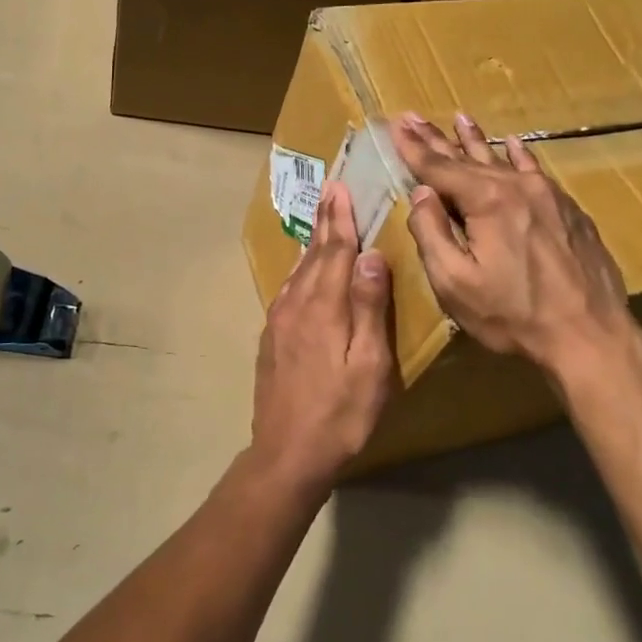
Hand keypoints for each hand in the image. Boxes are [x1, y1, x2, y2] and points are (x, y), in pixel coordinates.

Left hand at [252, 182, 396, 487]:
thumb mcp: (369, 366)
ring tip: (320, 220)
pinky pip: (287, 290)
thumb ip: (369, 308)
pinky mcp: (271, 338)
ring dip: (311, 243)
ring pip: (298, 271)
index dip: (340, 219)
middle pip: (314, 255)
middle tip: (329, 191)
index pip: (335, 252)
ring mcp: (279, 322)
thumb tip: (370, 255)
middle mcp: (296, 305)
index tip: (340, 188)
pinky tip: (302, 270)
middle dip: (324, 221)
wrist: (287, 453)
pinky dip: (299, 270)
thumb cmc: (341, 414)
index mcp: (324, 308)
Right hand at [391, 112, 639, 373]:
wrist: (590, 335)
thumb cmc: (514, 315)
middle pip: (469, 158)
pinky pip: (535, 172)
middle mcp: (518, 187)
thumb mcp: (456, 283)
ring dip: (477, 141)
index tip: (396, 125)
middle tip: (414, 117)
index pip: (439, 168)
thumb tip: (421, 194)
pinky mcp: (569, 211)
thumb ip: (432, 234)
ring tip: (460, 119)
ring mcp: (549, 196)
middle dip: (438, 139)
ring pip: (503, 160)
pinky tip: (514, 145)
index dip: (414, 148)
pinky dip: (519, 156)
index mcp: (487, 201)